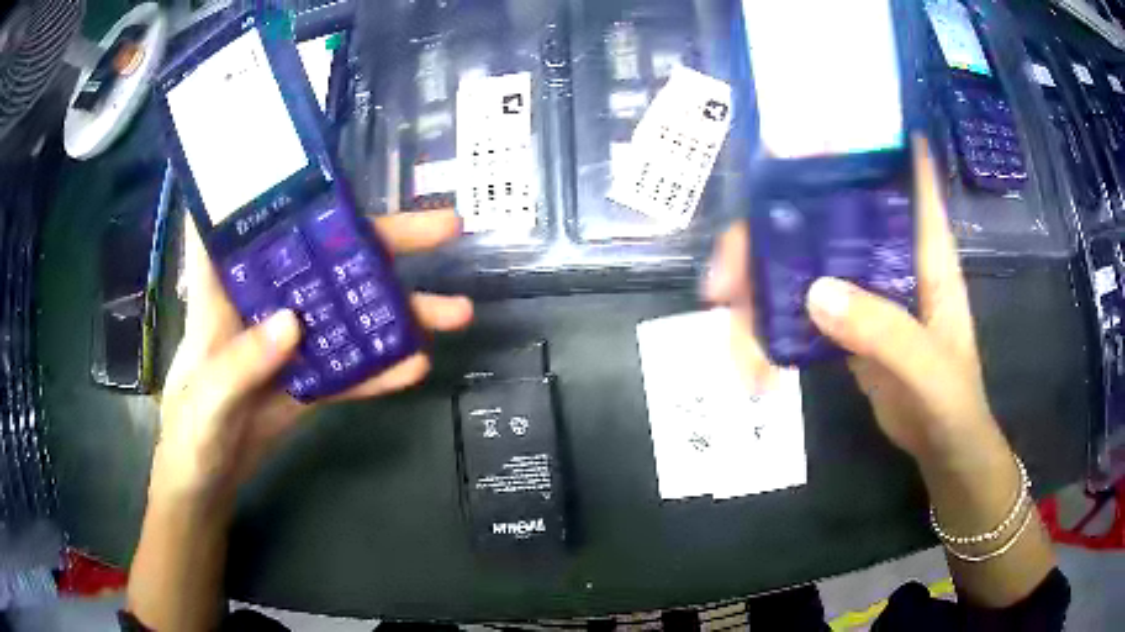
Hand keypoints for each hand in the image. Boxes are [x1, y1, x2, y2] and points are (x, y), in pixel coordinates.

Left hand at [155, 210, 473, 505]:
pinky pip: (351, 368)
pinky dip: (382, 368)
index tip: (321, 156)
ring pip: (349, 311)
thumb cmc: (188, 437)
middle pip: (326, 256)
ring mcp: (292, 342)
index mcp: (226, 290)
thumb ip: (241, 365)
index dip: (277, 179)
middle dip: (383, 239)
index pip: (251, 217)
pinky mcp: (309, 379)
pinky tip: (416, 366)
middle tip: (445, 227)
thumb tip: (294, 322)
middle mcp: (265, 302)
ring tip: (457, 310)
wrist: (207, 485)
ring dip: (400, 308)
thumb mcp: (206, 403)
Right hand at [705, 137, 997, 465]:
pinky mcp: (849, 320)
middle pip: (824, 214)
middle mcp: (890, 253)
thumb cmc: (953, 402)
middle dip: (771, 229)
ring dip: (760, 283)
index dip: (861, 136)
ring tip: (727, 323)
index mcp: (924, 246)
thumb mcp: (929, 369)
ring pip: (804, 259)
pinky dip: (772, 322)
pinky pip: (802, 305)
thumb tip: (813, 293)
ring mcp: (866, 286)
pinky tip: (752, 352)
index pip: (898, 169)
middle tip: (727, 271)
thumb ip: (883, 331)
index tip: (807, 126)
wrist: (943, 447)